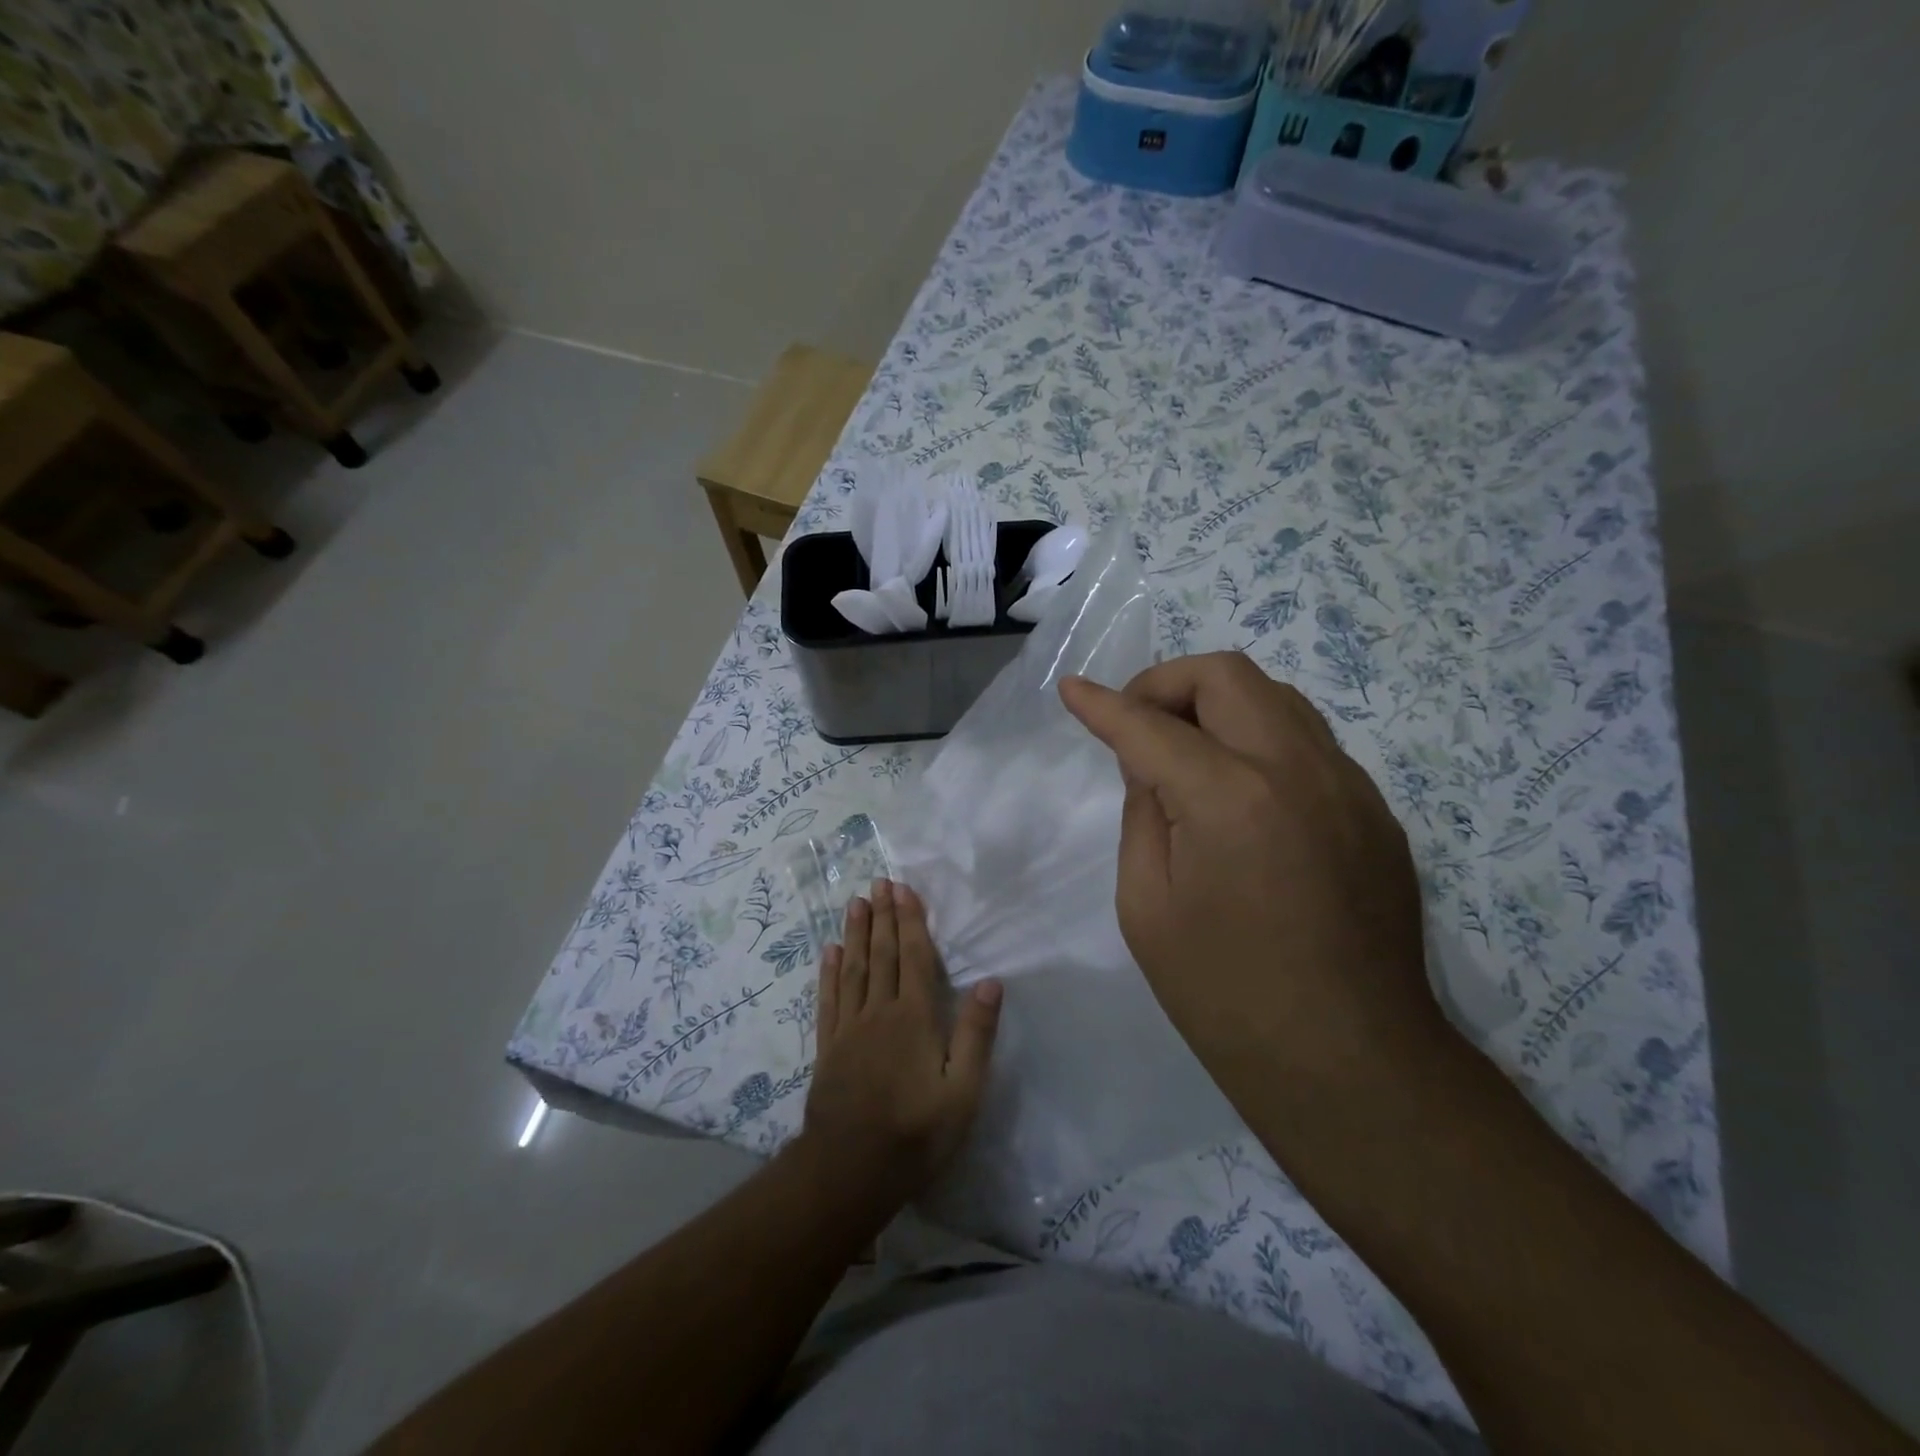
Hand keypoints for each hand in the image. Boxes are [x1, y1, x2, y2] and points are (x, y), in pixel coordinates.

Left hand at [801, 879, 1001, 1204]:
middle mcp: (880, 1012)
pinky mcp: (828, 1047)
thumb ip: (975, 1035)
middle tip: (879, 882)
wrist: (849, 1171)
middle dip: (883, 916)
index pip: (915, 958)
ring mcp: (849, 1028)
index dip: (911, 921)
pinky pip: (829, 999)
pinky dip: (830, 972)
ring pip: (854, 968)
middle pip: (883, 954)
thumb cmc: (916, 1134)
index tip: (904, 889)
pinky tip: (830, 952)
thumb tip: (991, 982)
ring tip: (856, 903)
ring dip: (856, 933)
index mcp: (915, 1018)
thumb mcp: (962, 1092)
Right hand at [1059, 652, 1443, 1103]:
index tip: (1071, 690)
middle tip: (1136, 724)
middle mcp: (1298, 770)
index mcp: (1231, 798)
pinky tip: (1241, 796)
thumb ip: (1143, 812)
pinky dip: (1259, 742)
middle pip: (1226, 675)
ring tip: (1185, 751)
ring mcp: (1349, 786)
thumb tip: (1148, 760)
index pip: (1150, 725)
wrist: (1348, 1062)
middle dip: (1166, 683)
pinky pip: (1308, 743)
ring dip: (1218, 705)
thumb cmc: (1224, 993)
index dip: (1102, 704)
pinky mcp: (1375, 811)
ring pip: (1276, 697)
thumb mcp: (1146, 904)